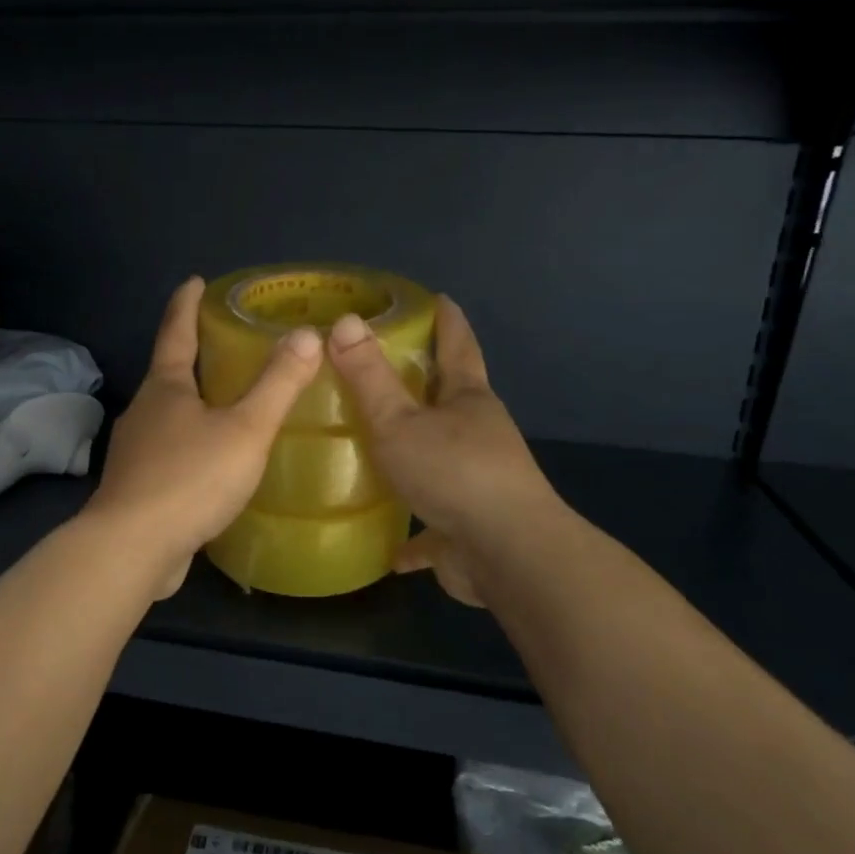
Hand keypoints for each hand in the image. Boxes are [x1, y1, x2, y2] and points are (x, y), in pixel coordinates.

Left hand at [87, 277, 322, 597]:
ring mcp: (135, 451)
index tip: (195, 280)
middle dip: (193, 354)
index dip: (186, 304)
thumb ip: (277, 384)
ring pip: (168, 415)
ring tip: (225, 402)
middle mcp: (144, 411)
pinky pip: (169, 452)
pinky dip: (190, 444)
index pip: (175, 331)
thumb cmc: (190, 478)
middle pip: (169, 372)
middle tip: (225, 343)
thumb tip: (307, 335)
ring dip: (192, 402)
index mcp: (165, 388)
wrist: (132, 549)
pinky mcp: (137, 487)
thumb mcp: (245, 429)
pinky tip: (211, 461)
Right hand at [328, 296, 558, 606]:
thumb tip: (347, 320)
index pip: (458, 346)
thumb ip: (370, 377)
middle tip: (384, 370)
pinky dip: (416, 535)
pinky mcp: (468, 527)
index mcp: (468, 400)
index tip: (438, 298)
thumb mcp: (400, 422)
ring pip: (441, 459)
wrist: (507, 555)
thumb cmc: (454, 473)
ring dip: (417, 454)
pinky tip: (390, 549)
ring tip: (378, 451)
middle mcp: (478, 435)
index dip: (447, 321)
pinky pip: (434, 525)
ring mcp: (477, 482)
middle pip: (450, 400)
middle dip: (425, 385)